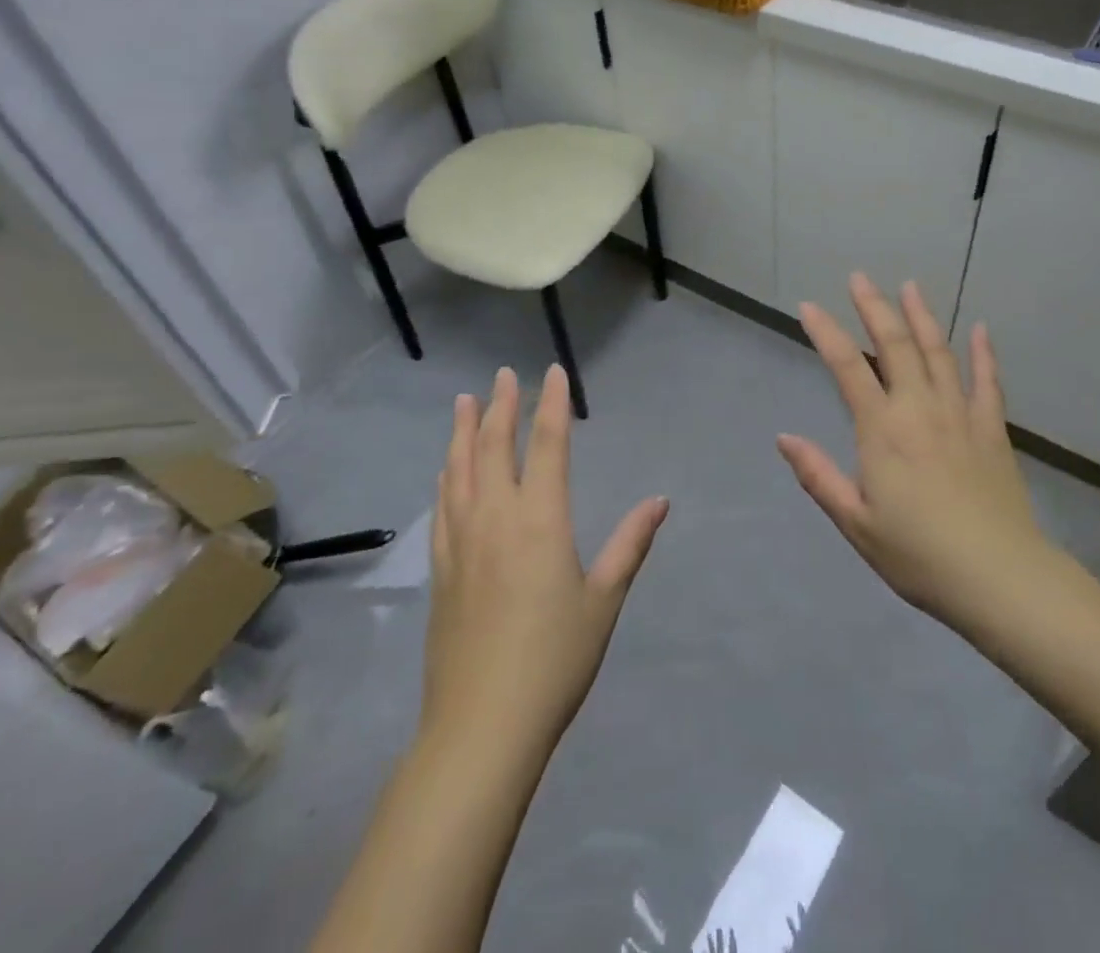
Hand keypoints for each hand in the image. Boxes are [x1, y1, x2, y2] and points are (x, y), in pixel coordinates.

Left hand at [422, 365, 667, 759]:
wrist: (482, 726)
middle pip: (495, 448)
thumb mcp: (604, 601)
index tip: (552, 373)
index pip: (547, 446)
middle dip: (501, 406)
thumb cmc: (555, 660)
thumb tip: (659, 501)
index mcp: (540, 521)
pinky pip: (441, 509)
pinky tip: (445, 471)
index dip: (551, 405)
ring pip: (459, 471)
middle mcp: (495, 520)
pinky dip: (446, 478)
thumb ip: (630, 544)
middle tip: (502, 374)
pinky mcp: (440, 571)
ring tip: (465, 402)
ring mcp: (461, 544)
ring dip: (464, 432)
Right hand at [778, 275, 1054, 630]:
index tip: (808, 306)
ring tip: (909, 286)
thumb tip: (784, 437)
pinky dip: (984, 353)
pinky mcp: (992, 429)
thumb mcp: (855, 522)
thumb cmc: (918, 554)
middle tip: (859, 278)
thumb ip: (818, 476)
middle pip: (895, 345)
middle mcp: (919, 408)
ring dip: (922, 316)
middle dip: (874, 307)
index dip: (825, 332)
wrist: (998, 577)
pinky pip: (987, 381)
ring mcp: (960, 414)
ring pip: (939, 352)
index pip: (847, 367)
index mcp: (882, 429)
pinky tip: (980, 329)